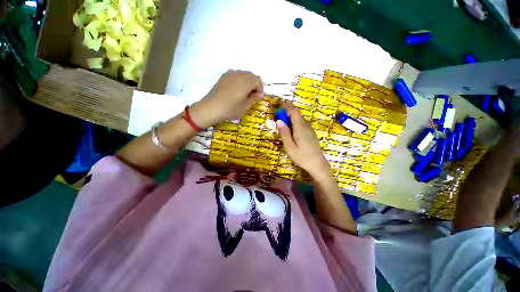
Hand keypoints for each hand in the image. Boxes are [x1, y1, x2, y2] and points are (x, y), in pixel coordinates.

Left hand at [190, 70, 263, 127]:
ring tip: (243, 94)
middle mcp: (239, 74)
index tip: (257, 98)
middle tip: (251, 96)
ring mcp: (230, 74)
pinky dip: (239, 81)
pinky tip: (235, 91)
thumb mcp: (245, 106)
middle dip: (254, 85)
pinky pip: (235, 76)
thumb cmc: (230, 109)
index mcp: (247, 81)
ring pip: (243, 75)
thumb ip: (254, 98)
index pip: (258, 80)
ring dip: (246, 83)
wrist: (211, 108)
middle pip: (251, 76)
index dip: (260, 89)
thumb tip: (260, 94)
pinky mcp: (223, 76)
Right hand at [276, 102, 331, 178]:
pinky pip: (301, 123)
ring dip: (289, 117)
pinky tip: (290, 130)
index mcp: (300, 127)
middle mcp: (306, 125)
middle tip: (277, 116)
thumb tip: (278, 120)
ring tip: (281, 123)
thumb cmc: (302, 157)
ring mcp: (309, 129)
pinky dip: (293, 122)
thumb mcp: (290, 147)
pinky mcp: (310, 132)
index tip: (278, 105)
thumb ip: (284, 133)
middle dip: (286, 111)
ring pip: (299, 118)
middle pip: (296, 114)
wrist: (317, 164)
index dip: (286, 106)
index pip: (293, 111)